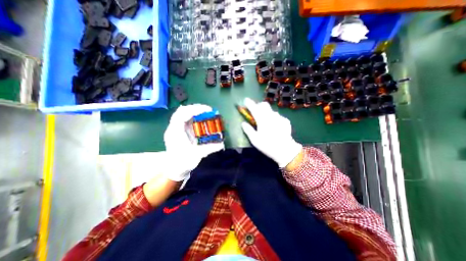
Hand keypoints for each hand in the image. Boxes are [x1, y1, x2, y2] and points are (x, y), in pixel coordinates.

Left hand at [163, 105, 223, 180]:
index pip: (182, 115)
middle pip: (182, 111)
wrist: (174, 168)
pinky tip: (200, 117)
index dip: (195, 110)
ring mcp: (175, 128)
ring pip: (182, 113)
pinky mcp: (179, 130)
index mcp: (175, 133)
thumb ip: (209, 149)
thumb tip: (222, 144)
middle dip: (195, 108)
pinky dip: (193, 116)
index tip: (207, 110)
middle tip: (208, 110)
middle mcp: (173, 128)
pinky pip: (185, 118)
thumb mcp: (197, 155)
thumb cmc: (183, 162)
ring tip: (205, 112)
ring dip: (194, 111)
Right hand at [241, 97, 301, 166]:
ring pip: (271, 110)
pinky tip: (274, 125)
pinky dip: (274, 118)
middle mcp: (271, 116)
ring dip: (266, 112)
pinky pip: (277, 116)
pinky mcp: (285, 121)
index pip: (254, 108)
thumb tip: (243, 123)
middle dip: (258, 105)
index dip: (249, 103)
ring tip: (265, 121)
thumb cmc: (267, 145)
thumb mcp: (255, 140)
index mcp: (262, 119)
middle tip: (255, 111)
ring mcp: (279, 117)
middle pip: (264, 104)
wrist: (285, 150)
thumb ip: (248, 130)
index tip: (245, 100)